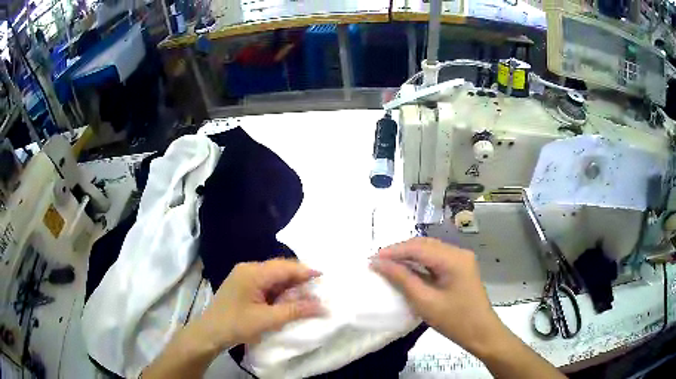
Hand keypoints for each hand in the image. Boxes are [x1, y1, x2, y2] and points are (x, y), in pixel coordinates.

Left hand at [194, 259, 322, 350]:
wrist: (210, 333)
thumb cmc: (237, 325)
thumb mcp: (268, 320)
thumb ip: (295, 310)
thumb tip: (322, 306)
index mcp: (253, 273)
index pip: (284, 267)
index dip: (305, 271)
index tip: (324, 276)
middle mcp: (248, 268)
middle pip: (279, 269)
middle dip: (299, 278)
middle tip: (317, 288)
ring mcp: (244, 276)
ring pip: (273, 276)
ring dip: (289, 284)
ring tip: (306, 294)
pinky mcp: (242, 284)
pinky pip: (266, 282)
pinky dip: (279, 289)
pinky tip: (287, 298)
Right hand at [371, 237, 507, 356]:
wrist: (481, 333)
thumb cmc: (454, 320)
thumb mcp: (425, 302)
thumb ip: (402, 279)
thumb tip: (379, 263)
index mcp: (453, 259)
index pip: (418, 247)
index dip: (394, 251)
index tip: (372, 259)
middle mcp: (458, 253)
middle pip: (424, 244)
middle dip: (400, 251)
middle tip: (378, 262)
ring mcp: (461, 259)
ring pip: (430, 250)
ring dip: (409, 255)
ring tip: (388, 264)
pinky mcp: (460, 268)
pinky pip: (436, 259)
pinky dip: (420, 262)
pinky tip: (408, 270)